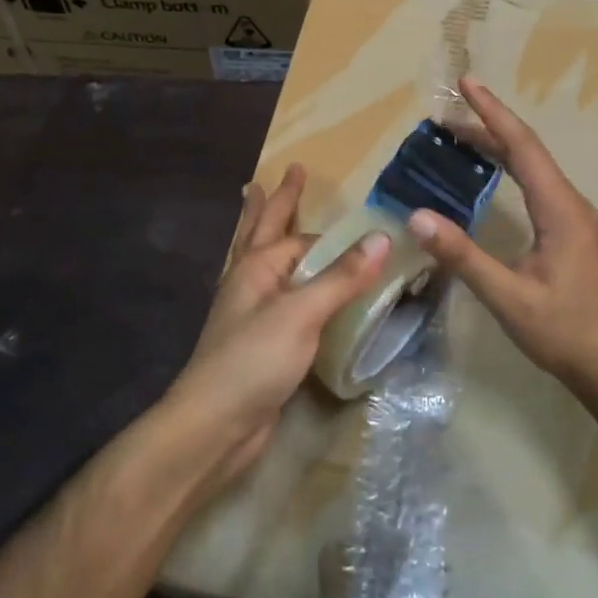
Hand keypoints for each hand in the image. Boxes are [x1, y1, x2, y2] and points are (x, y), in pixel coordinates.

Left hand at [162, 164, 389, 488]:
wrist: (214, 427)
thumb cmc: (254, 360)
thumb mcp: (301, 313)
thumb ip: (341, 277)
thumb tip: (382, 238)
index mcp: (257, 266)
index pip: (303, 237)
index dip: (334, 232)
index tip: (366, 222)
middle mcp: (250, 281)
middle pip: (264, 229)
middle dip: (278, 200)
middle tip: (289, 171)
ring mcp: (251, 312)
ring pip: (264, 259)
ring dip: (268, 230)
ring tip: (261, 203)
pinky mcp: (259, 342)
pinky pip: (277, 296)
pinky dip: (286, 280)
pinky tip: (289, 284)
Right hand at [408, 76, 597, 392]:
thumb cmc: (566, 332)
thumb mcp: (509, 297)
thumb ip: (463, 256)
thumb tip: (418, 217)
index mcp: (559, 208)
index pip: (521, 146)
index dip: (492, 112)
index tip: (468, 83)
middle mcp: (570, 203)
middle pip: (527, 151)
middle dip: (489, 125)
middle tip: (449, 113)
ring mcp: (575, 219)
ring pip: (534, 168)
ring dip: (499, 147)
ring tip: (463, 137)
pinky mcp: (573, 234)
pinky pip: (538, 185)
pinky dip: (511, 169)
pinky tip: (495, 178)